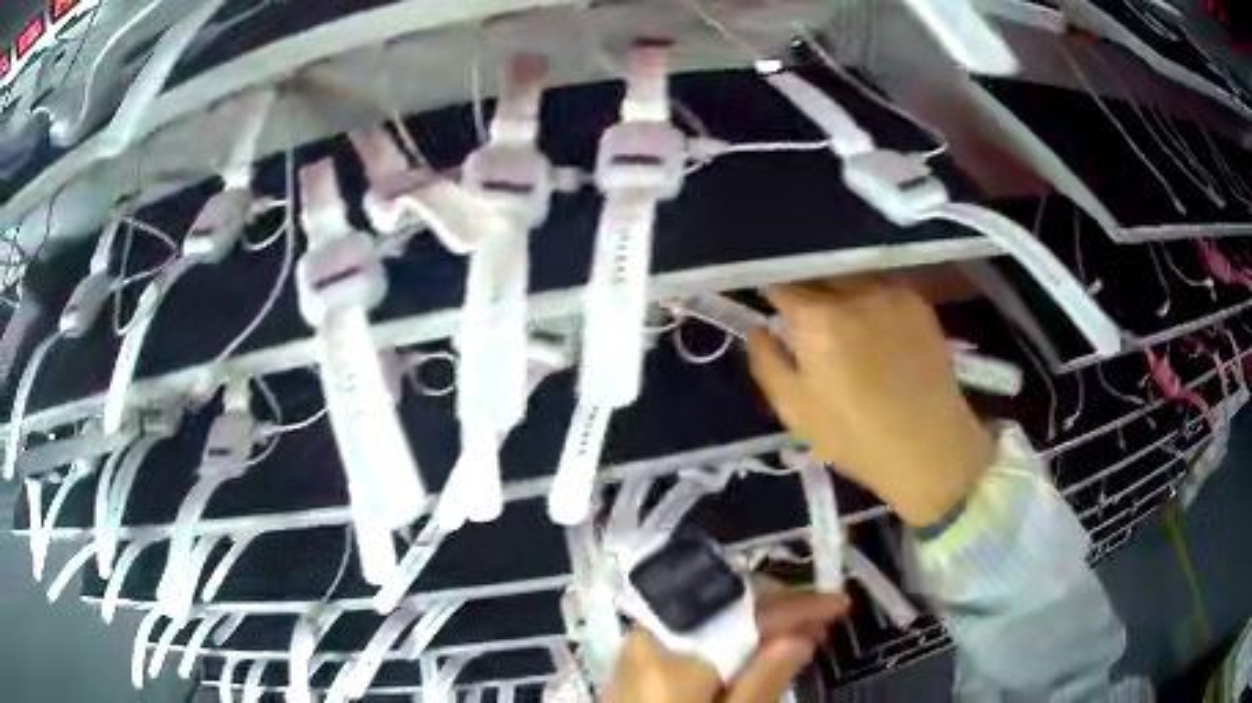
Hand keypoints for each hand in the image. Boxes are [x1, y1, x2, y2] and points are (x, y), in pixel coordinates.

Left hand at [606, 594, 848, 702]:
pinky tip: (755, 650)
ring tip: (800, 635)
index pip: (747, 614)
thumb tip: (800, 637)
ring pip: (709, 617)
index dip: (799, 606)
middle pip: (724, 606)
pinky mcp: (635, 662)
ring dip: (756, 622)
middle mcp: (649, 637)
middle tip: (822, 622)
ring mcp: (637, 647)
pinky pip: (691, 635)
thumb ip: (763, 682)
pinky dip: (728, 638)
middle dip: (778, 609)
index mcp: (673, 654)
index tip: (839, 605)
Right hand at [746, 277, 993, 526]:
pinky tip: (878, 332)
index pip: (782, 287)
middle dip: (809, 296)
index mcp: (816, 318)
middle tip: (813, 329)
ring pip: (851, 280)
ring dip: (841, 295)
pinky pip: (882, 289)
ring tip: (849, 329)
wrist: (928, 445)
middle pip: (818, 277)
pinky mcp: (917, 302)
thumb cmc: (854, 436)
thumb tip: (758, 330)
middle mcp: (853, 292)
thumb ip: (767, 362)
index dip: (776, 303)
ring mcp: (890, 293)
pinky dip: (871, 302)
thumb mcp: (795, 411)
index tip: (779, 320)